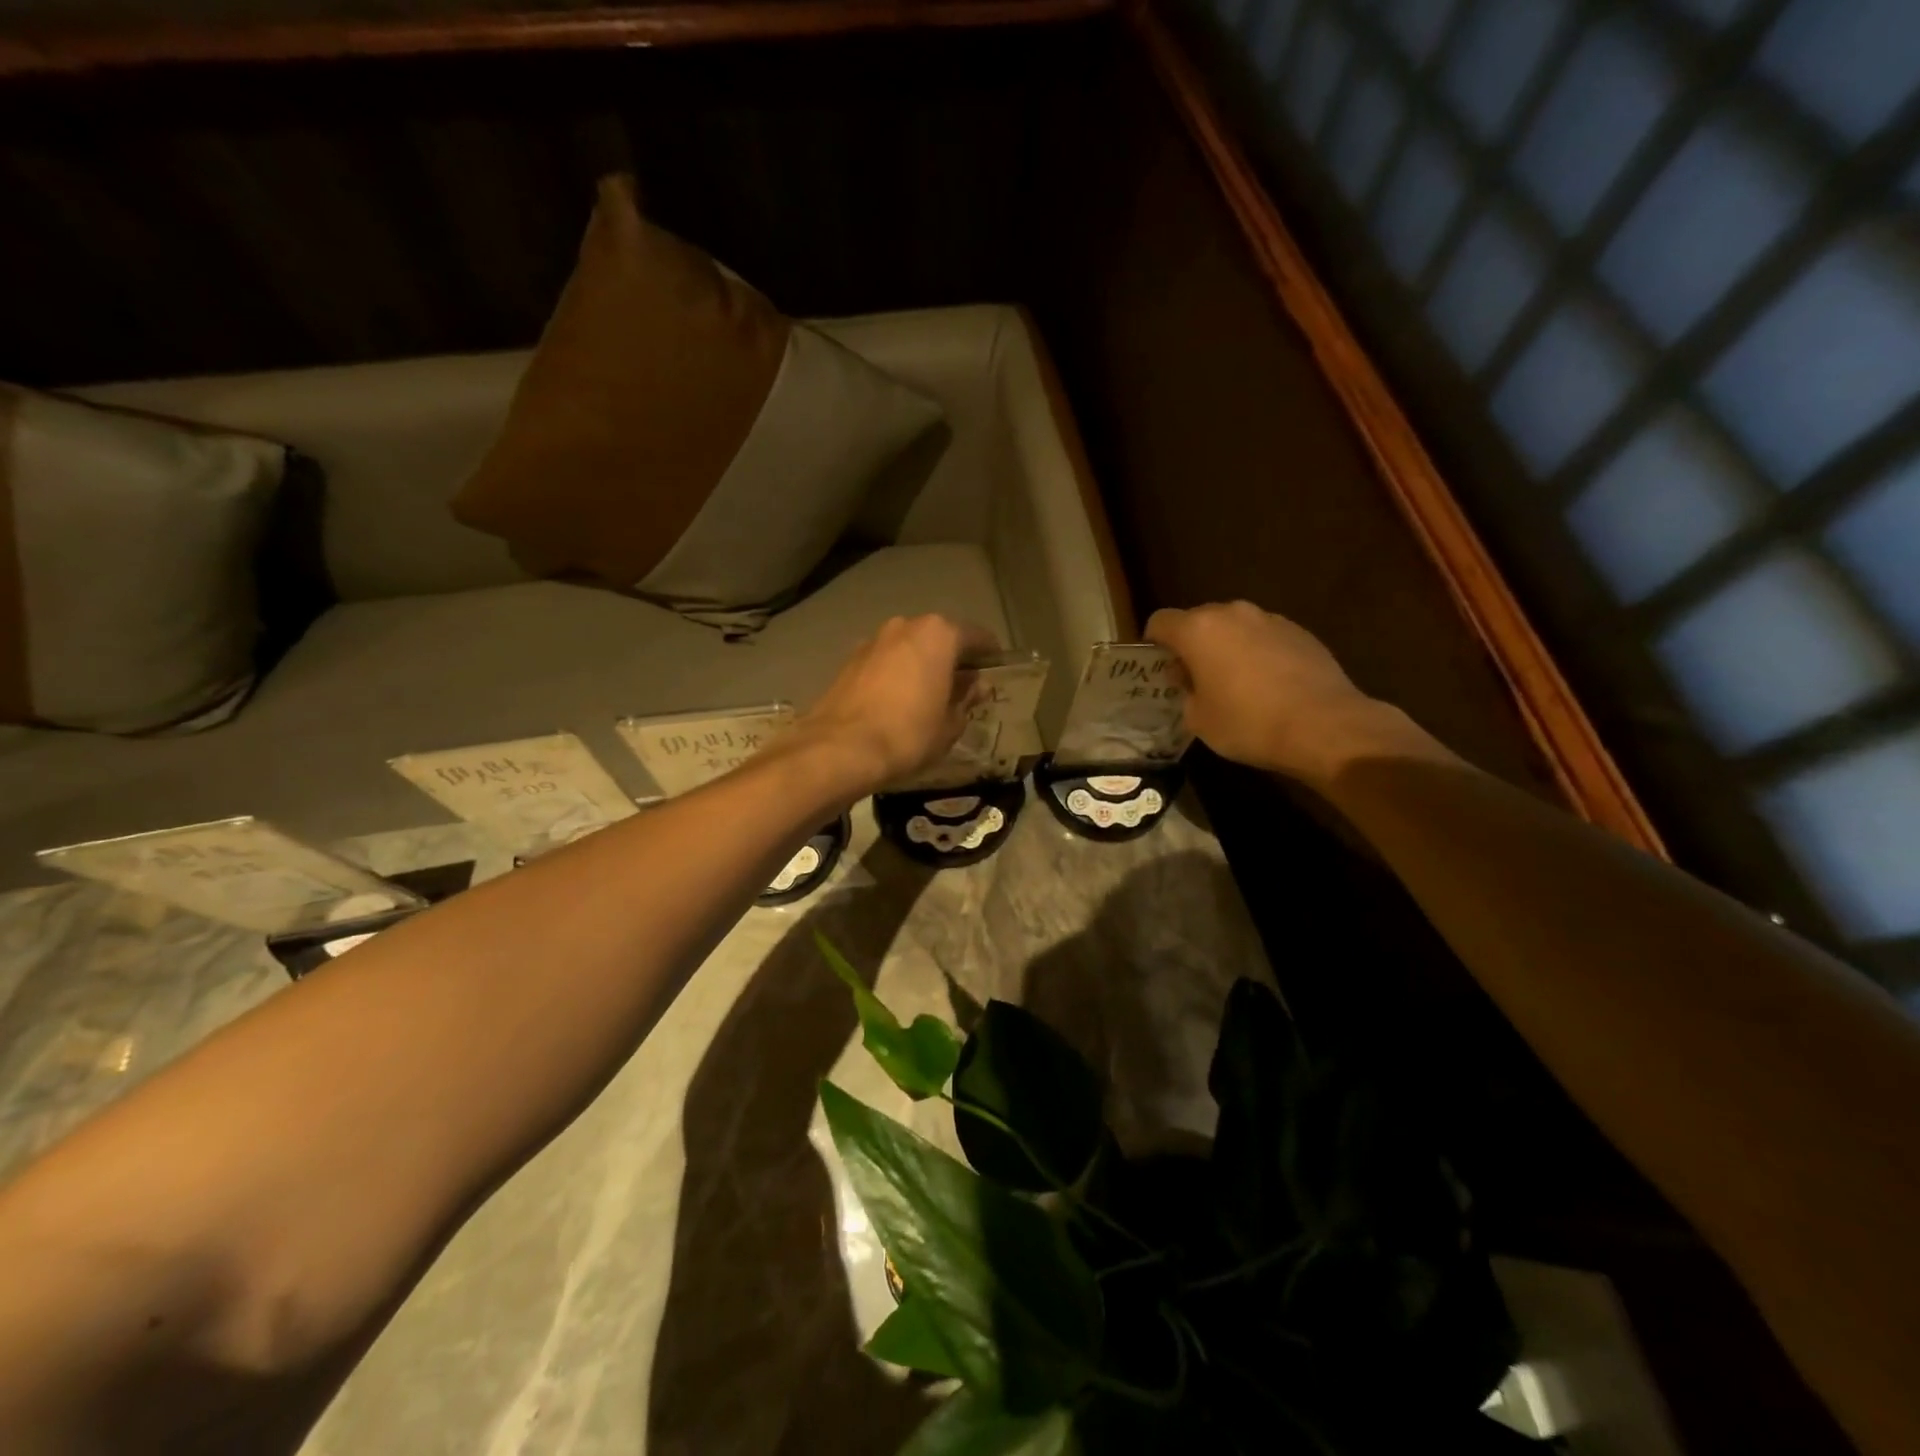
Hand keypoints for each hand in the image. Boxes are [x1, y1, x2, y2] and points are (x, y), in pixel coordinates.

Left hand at [794, 615, 998, 794]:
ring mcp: (873, 641)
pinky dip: (897, 675)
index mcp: (938, 634)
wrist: (840, 749)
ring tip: (930, 697)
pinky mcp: (849, 661)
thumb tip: (975, 686)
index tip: (996, 671)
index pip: (976, 637)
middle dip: (953, 660)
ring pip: (909, 649)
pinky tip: (899, 702)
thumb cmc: (908, 734)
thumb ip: (966, 699)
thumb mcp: (950, 724)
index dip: (990, 655)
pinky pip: (886, 663)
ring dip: (922, 666)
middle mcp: (905, 626)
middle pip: (940, 638)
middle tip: (964, 688)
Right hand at [1146, 601, 1394, 784]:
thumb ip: (1185, 691)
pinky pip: (1264, 637)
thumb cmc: (1248, 723)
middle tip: (1195, 679)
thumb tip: (1190, 678)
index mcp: (1198, 630)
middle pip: (1198, 620)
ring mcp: (1269, 619)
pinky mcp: (1300, 631)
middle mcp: (1232, 613)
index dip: (1154, 643)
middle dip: (1192, 644)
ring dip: (1227, 647)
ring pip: (1234, 627)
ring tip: (1235, 682)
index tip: (1160, 668)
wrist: (1324, 726)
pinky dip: (1257, 653)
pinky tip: (1268, 685)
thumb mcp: (1198, 719)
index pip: (1160, 621)